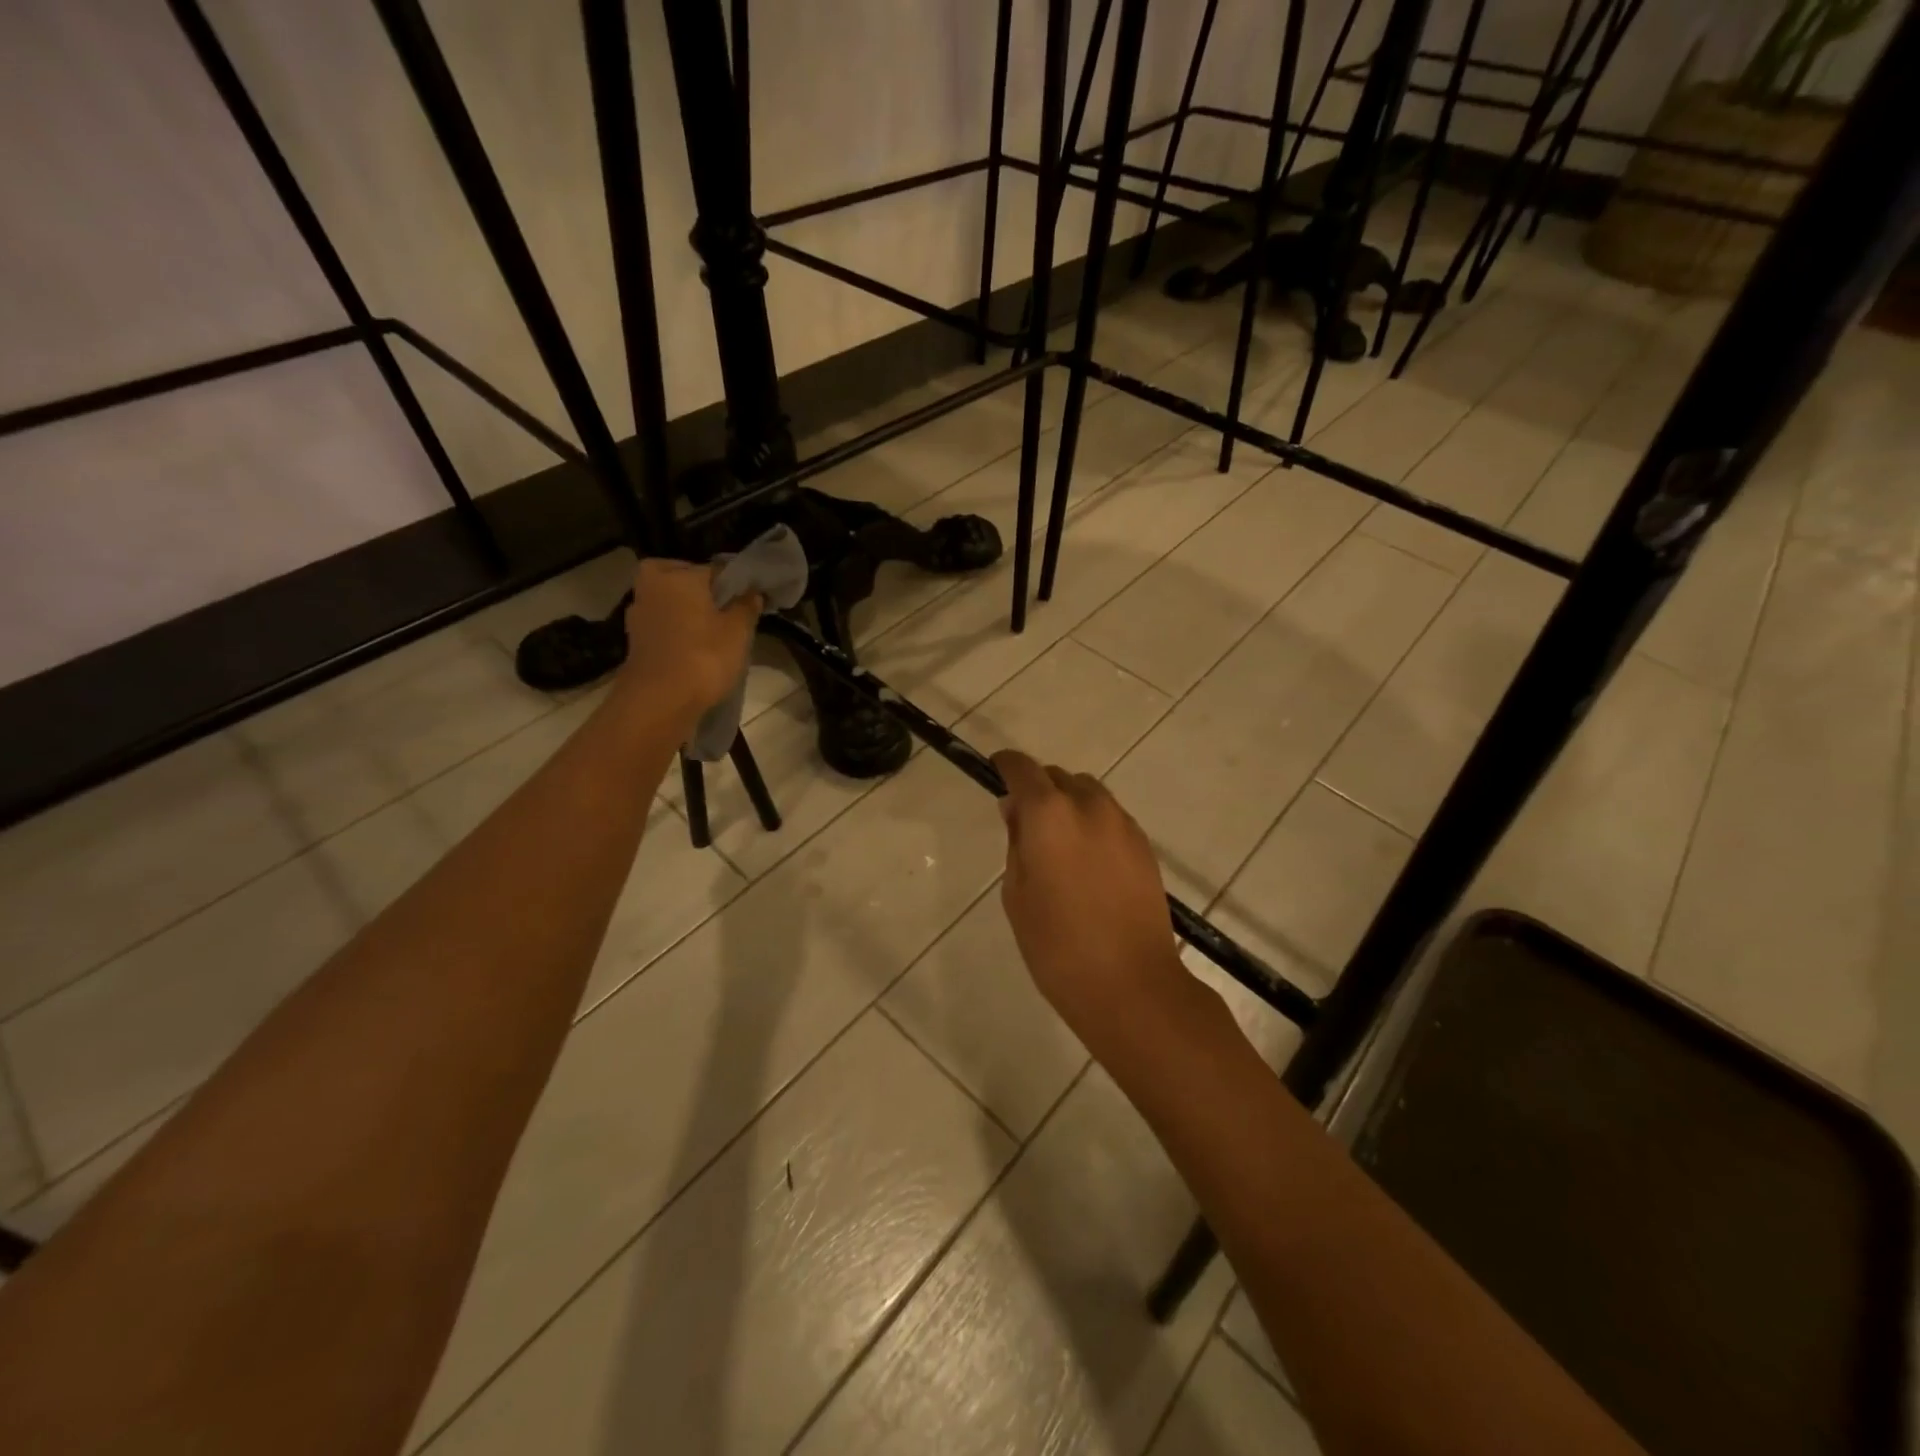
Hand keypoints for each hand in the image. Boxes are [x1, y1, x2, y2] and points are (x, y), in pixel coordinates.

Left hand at [617, 558, 761, 731]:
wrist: (659, 701)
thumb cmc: (704, 656)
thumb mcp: (738, 631)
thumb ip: (746, 607)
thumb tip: (752, 592)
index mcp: (677, 575)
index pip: (713, 569)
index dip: (734, 584)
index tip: (748, 600)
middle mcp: (652, 586)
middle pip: (684, 581)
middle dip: (703, 593)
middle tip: (725, 612)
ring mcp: (638, 614)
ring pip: (670, 604)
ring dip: (687, 613)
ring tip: (712, 634)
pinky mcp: (635, 641)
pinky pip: (663, 626)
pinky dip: (676, 633)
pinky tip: (693, 650)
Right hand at [993, 750, 1192, 1061]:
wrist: (1131, 984)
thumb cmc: (1057, 945)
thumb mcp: (1017, 894)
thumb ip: (1016, 842)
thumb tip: (1016, 809)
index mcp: (1049, 814)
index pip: (1022, 769)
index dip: (1006, 766)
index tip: (996, 772)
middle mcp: (1089, 806)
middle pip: (1058, 777)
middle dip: (1038, 789)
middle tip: (1024, 824)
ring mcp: (1123, 824)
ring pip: (1088, 794)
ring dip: (1068, 805)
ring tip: (1058, 845)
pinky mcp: (1144, 846)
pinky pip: (1110, 818)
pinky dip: (1092, 824)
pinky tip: (1087, 863)